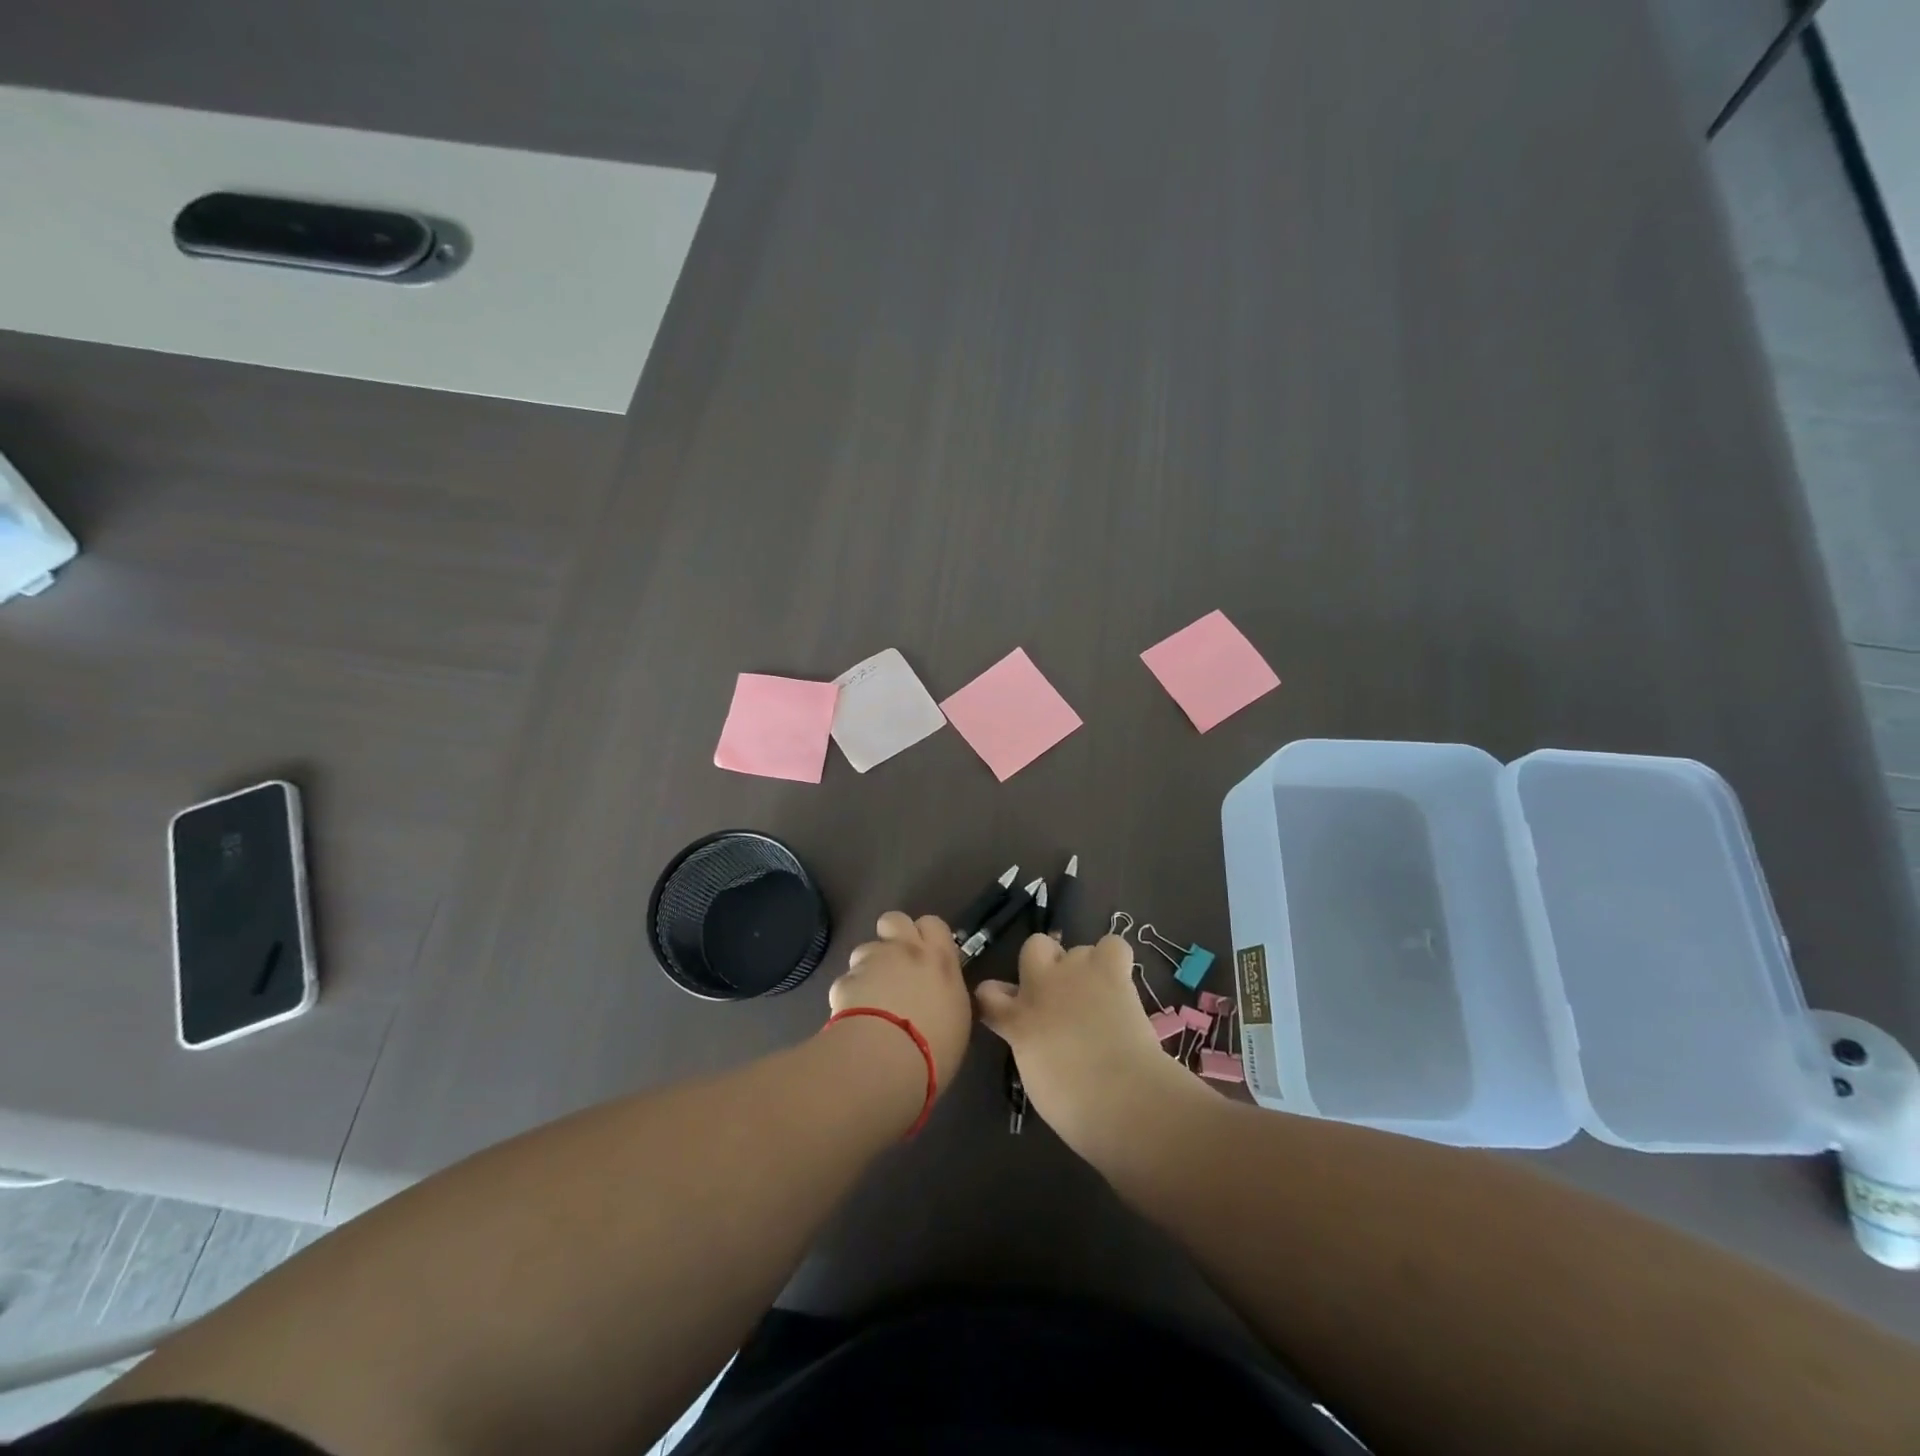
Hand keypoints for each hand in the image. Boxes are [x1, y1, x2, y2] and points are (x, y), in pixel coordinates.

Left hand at [830, 912, 973, 1092]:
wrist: (888, 1056)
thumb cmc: (937, 1044)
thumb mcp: (957, 1016)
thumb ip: (946, 993)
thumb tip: (939, 995)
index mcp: (938, 958)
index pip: (933, 924)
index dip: (926, 935)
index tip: (926, 954)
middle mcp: (905, 950)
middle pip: (894, 919)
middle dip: (892, 934)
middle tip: (896, 963)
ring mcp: (871, 963)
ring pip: (865, 949)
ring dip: (868, 967)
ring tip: (871, 997)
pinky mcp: (845, 981)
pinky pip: (847, 981)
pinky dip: (850, 995)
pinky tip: (854, 1019)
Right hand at [975, 933, 1206, 1162]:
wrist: (1119, 1097)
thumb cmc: (1076, 1108)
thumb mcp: (1036, 1078)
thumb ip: (1030, 1047)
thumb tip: (1039, 1039)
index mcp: (1017, 1022)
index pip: (988, 994)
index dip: (998, 998)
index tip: (1007, 1010)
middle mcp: (1039, 987)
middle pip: (1033, 947)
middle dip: (1044, 963)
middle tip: (1061, 993)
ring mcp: (1073, 973)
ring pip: (1077, 948)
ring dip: (1085, 967)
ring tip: (1100, 994)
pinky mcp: (1109, 970)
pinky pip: (1111, 945)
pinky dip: (1115, 959)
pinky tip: (1120, 980)